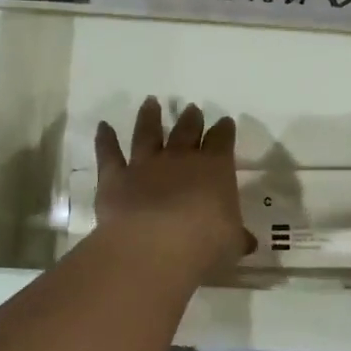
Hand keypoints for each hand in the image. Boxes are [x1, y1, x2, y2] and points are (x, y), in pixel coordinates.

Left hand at [95, 97, 254, 277]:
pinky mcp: (115, 178)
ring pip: (147, 134)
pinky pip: (109, 154)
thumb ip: (237, 238)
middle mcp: (180, 160)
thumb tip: (246, 241)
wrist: (154, 248)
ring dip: (150, 117)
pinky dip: (105, 140)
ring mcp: (145, 166)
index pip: (222, 142)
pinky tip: (103, 127)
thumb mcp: (232, 244)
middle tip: (192, 109)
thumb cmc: (205, 245)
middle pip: (187, 131)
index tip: (225, 122)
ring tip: (151, 103)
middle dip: (191, 119)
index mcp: (215, 169)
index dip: (224, 131)